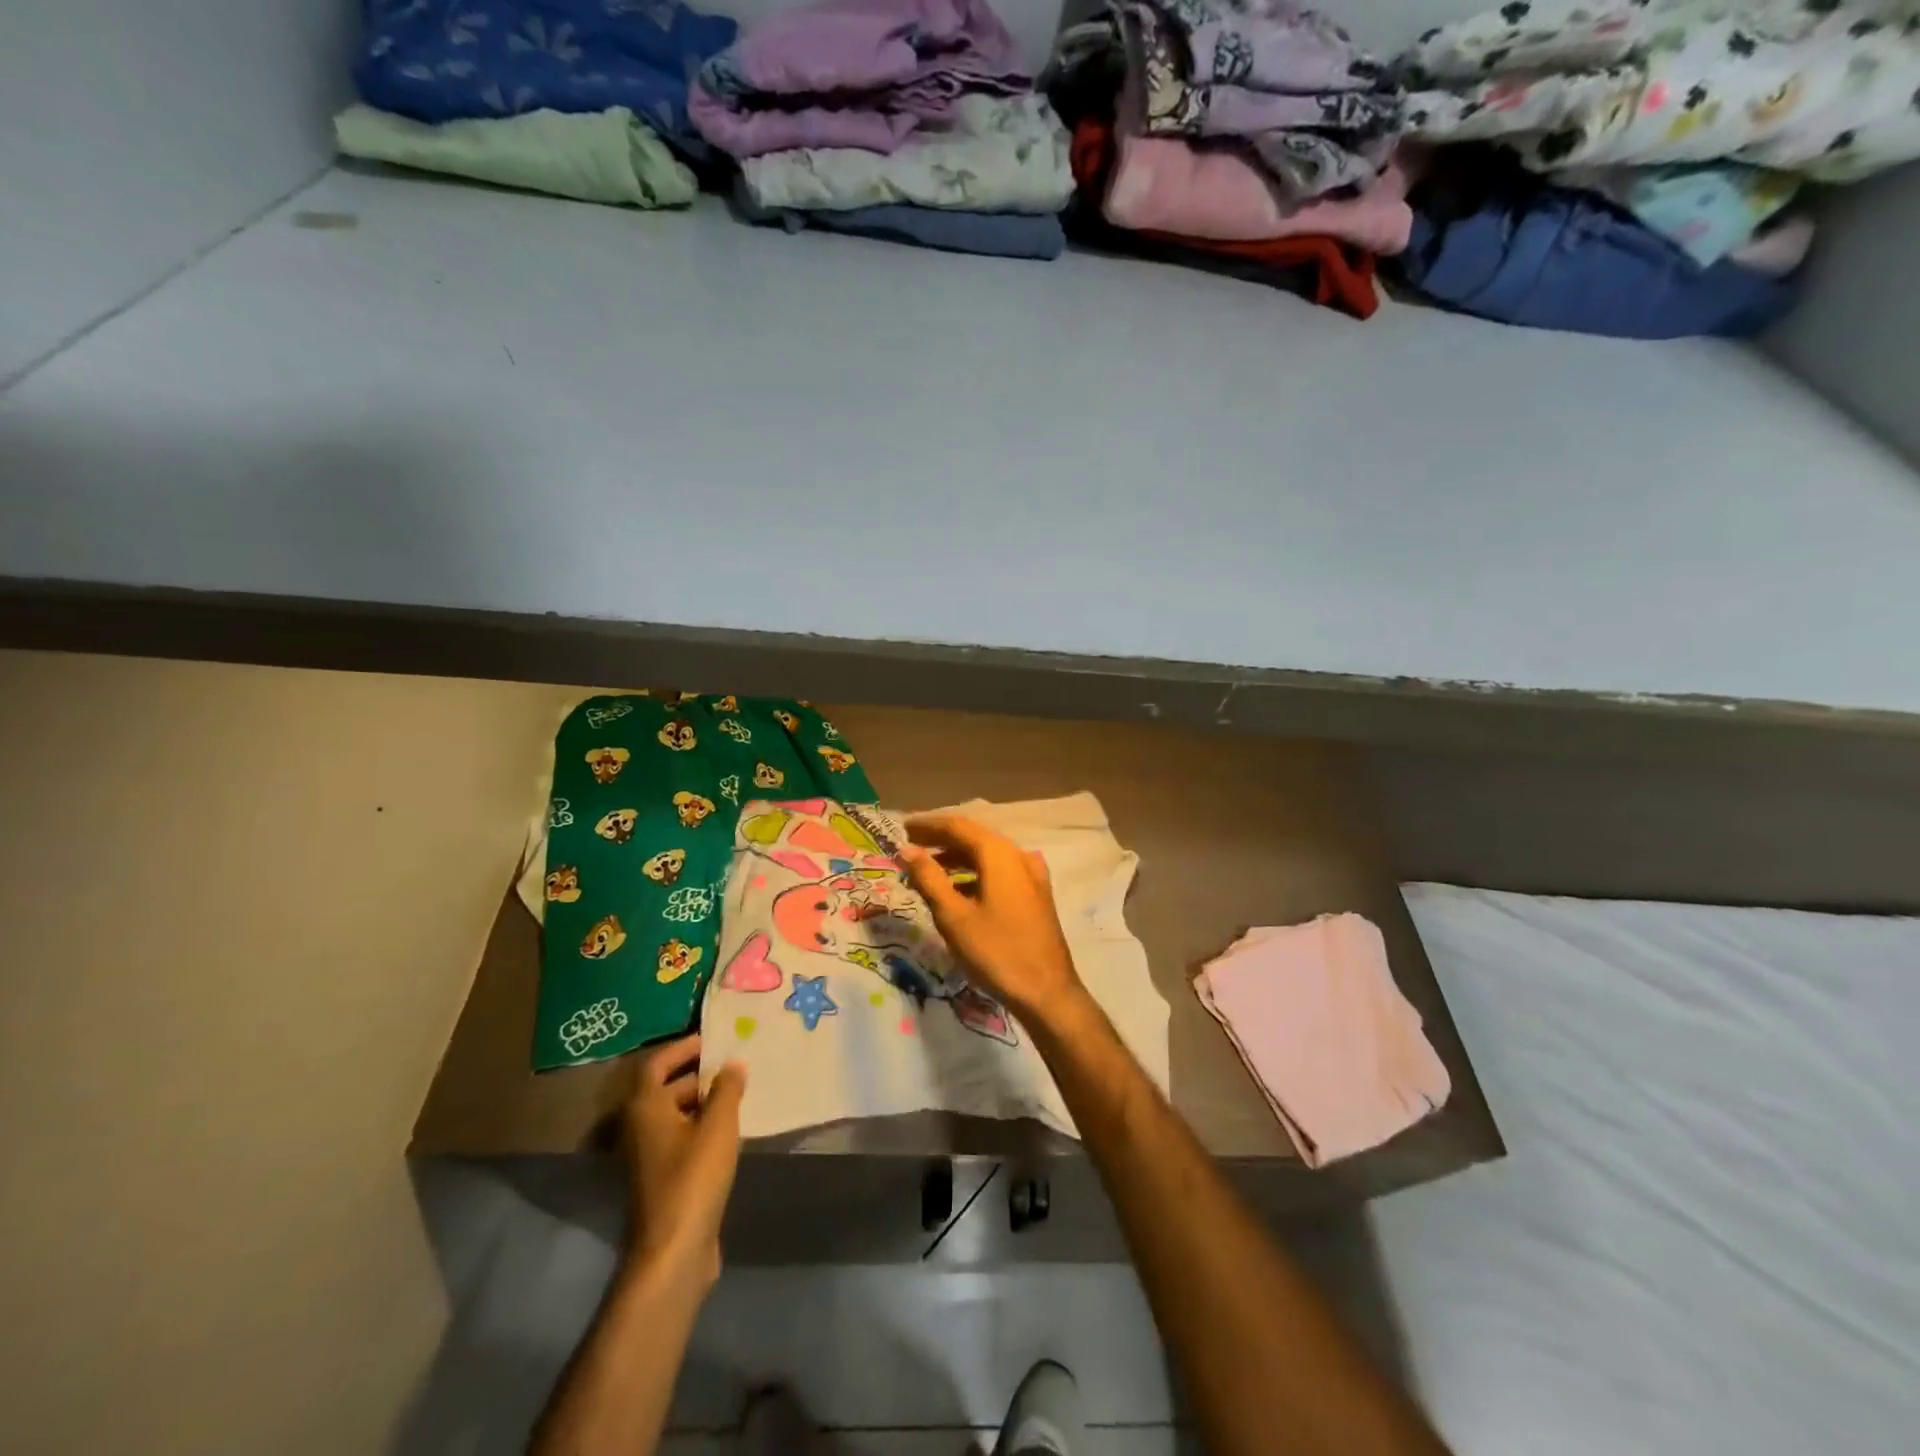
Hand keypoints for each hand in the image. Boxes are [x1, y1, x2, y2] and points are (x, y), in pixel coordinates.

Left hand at [621, 1036, 746, 1286]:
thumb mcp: (718, 1126)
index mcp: (645, 1108)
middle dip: (697, 1073)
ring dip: (702, 1100)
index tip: (712, 1039)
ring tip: (738, 1091)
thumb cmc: (693, 1177)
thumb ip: (727, 1089)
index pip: (657, 1063)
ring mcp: (648, 1156)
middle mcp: (639, 1127)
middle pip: (665, 1088)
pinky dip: (701, 1125)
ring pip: (675, 1115)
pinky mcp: (662, 1178)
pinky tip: (730, 1129)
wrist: (674, 1250)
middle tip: (732, 1063)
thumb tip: (732, 1063)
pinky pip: (681, 1137)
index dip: (682, 1047)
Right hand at [901, 813, 1086, 1023]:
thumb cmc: (996, 952)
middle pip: (975, 837)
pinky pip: (1000, 872)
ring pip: (988, 855)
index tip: (902, 827)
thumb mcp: (954, 916)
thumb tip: (907, 850)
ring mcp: (1032, 875)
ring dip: (957, 858)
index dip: (928, 825)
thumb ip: (929, 878)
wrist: (1047, 993)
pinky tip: (958, 890)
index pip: (958, 826)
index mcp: (999, 854)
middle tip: (911, 847)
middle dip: (941, 840)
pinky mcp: (1036, 894)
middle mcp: (1018, 855)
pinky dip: (975, 874)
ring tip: (928, 869)